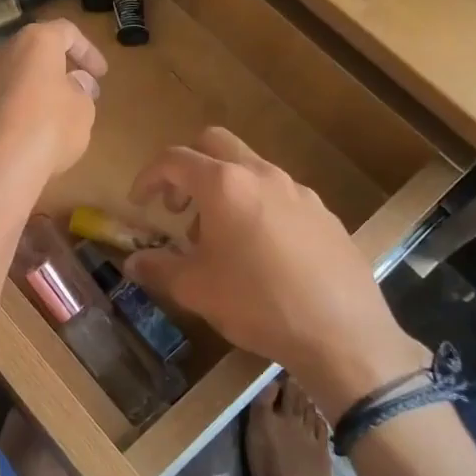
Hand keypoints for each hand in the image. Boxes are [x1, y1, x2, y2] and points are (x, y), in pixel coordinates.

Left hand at [0, 18, 106, 198]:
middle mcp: (0, 52)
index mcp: (34, 42)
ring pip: (10, 77)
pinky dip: (10, 112)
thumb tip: (76, 82)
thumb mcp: (83, 111)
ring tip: (48, 117)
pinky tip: (21, 136)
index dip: (88, 51)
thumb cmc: (48, 129)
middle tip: (76, 93)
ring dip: (30, 91)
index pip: (66, 32)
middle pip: (33, 53)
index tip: (100, 74)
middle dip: (56, 70)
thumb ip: (82, 91)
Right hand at [124, 128, 427, 420]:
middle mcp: (261, 174)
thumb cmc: (257, 303)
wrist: (342, 332)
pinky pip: (279, 194)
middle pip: (214, 143)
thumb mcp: (197, 290)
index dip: (148, 177)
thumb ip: (159, 268)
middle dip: (188, 168)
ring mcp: (298, 190)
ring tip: (219, 237)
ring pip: (249, 168)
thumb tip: (133, 261)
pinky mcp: (323, 212)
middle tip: (178, 207)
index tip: (138, 203)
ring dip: (224, 189)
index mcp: (224, 185)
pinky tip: (261, 251)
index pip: (174, 160)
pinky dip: (257, 206)